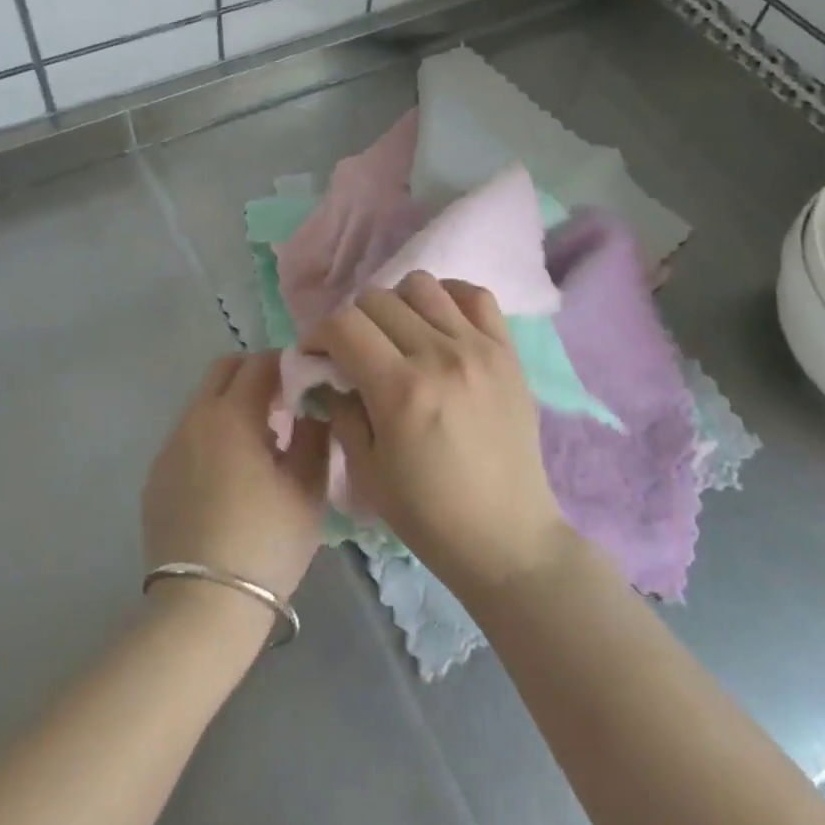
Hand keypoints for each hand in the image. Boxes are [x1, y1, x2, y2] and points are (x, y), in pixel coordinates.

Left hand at [143, 353, 329, 604]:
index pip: (259, 363)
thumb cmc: (265, 544)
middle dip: (254, 374)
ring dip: (231, 407)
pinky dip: (211, 438)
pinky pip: (188, 438)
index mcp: (231, 415)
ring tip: (259, 446)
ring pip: (203, 404)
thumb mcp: (307, 491)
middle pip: (223, 371)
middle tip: (283, 404)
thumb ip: (314, 438)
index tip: (305, 382)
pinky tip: (229, 478)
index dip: (286, 364)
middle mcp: (193, 420)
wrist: (202, 608)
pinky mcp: (155, 478)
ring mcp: (169, 449)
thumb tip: (312, 412)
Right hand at [301, 273, 571, 597]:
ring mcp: (479, 348)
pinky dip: (449, 298)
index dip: (318, 334)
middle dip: (352, 320)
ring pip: (422, 285)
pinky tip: (439, 324)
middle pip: (377, 298)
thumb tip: (327, 371)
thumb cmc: (428, 515)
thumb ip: (340, 408)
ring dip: (397, 303)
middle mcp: (439, 355)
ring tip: (398, 334)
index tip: (316, 355)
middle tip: (354, 350)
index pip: (344, 325)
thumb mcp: (366, 470)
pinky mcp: (508, 351)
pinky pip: (475, 295)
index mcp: (401, 390)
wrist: (508, 538)